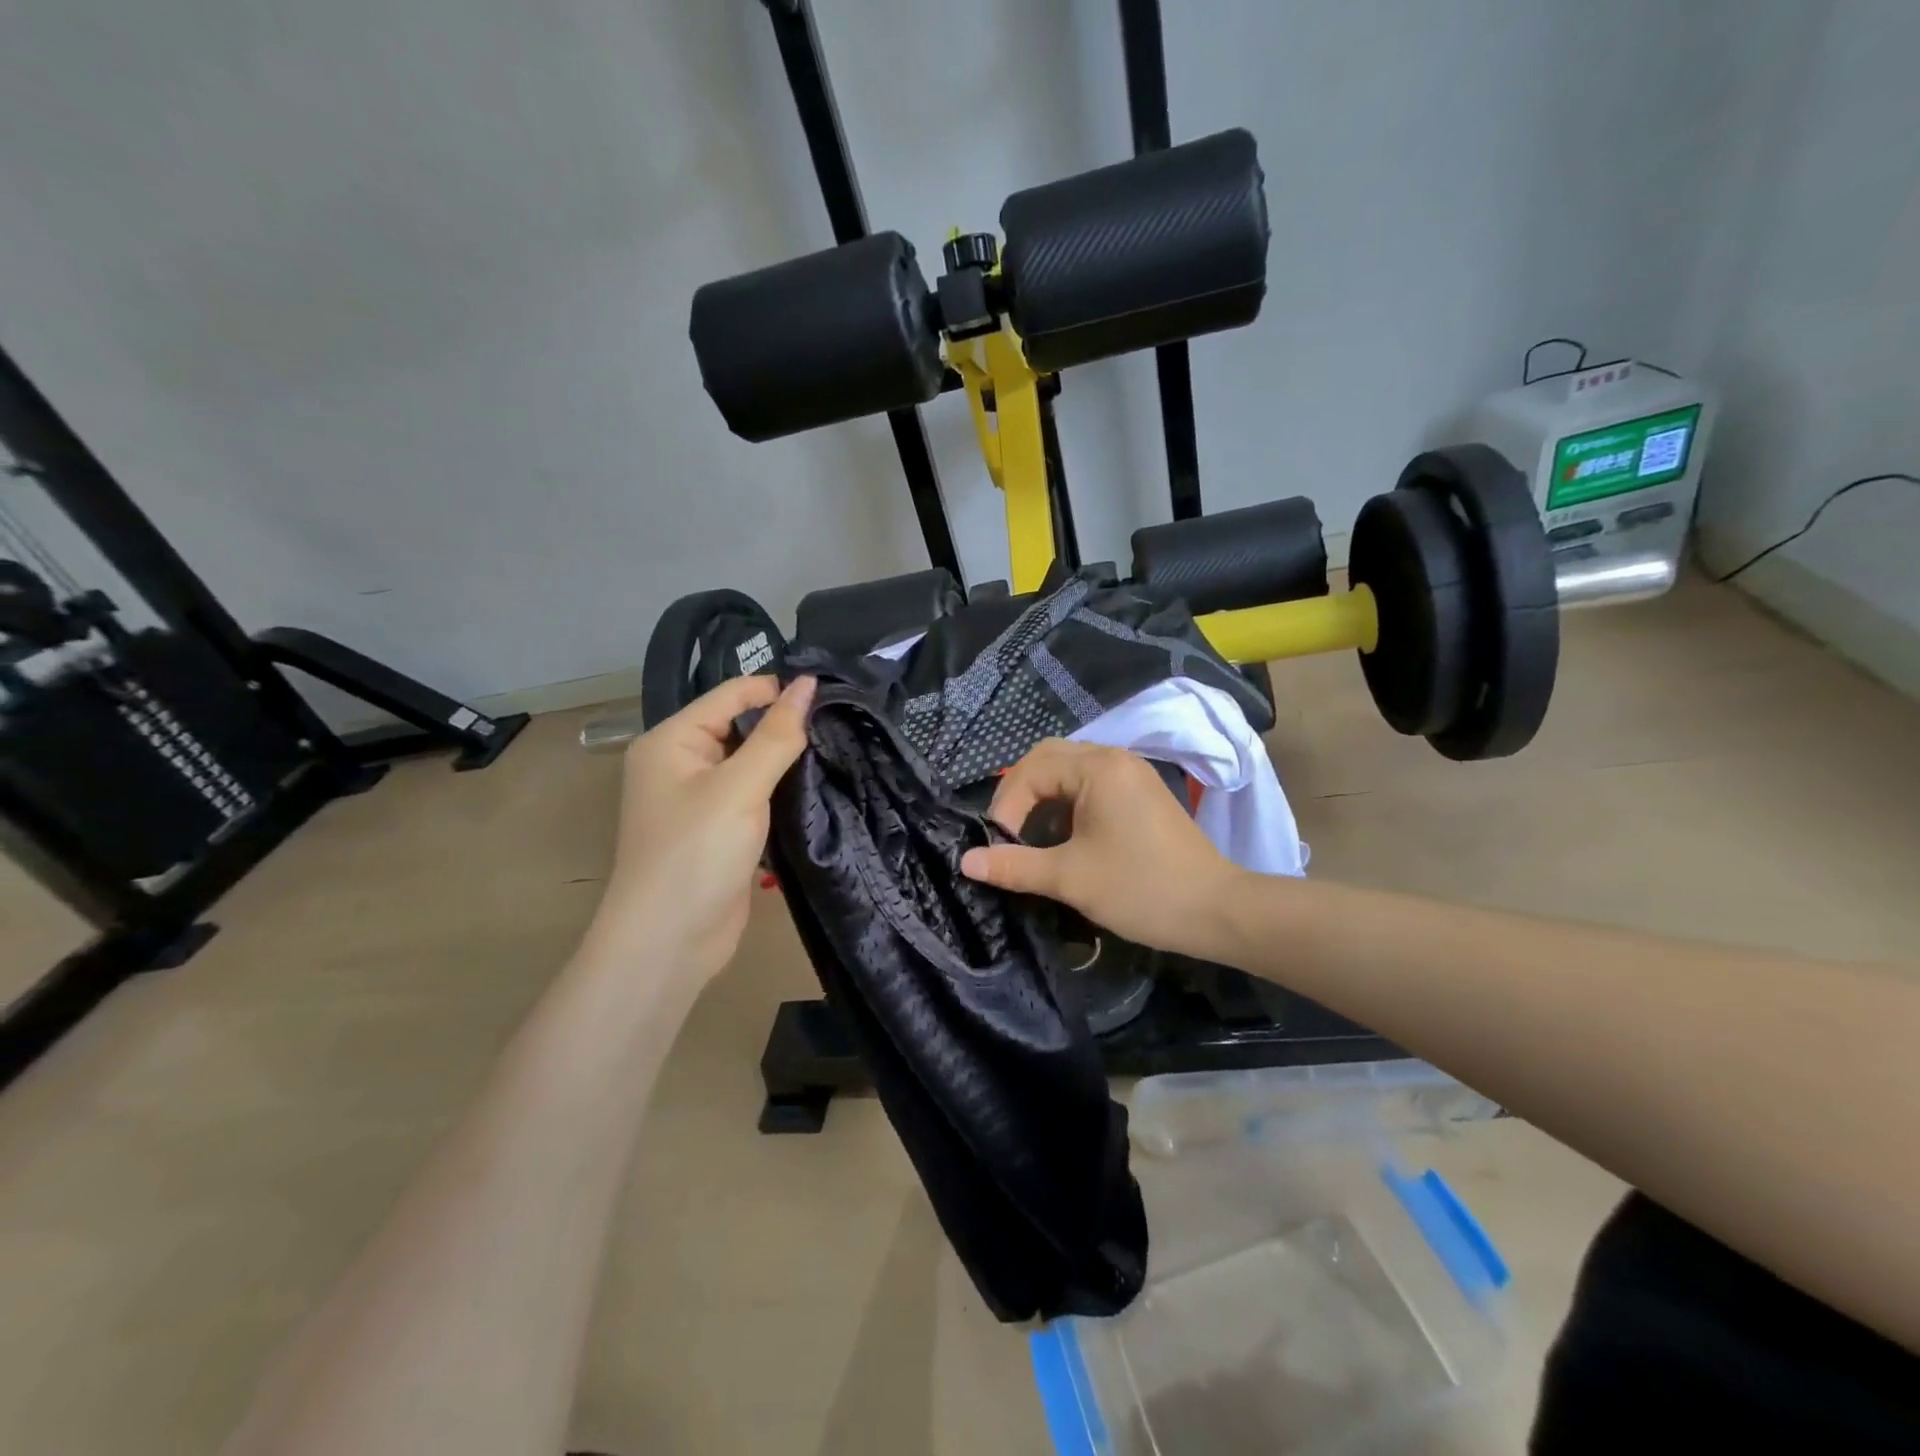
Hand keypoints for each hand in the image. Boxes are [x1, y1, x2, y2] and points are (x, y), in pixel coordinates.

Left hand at [592, 674, 815, 982]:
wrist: (669, 942)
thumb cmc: (696, 853)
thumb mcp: (740, 787)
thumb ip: (777, 735)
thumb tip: (808, 683)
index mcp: (672, 740)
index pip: (731, 695)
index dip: (777, 690)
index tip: (831, 696)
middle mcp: (680, 763)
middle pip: (740, 727)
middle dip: (784, 726)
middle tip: (839, 725)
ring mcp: (698, 799)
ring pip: (749, 763)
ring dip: (785, 761)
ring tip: (836, 750)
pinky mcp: (718, 830)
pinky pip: (752, 795)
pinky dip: (779, 790)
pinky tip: (815, 787)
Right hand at [960, 739, 1240, 957]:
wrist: (1217, 911)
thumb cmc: (1140, 888)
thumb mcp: (1070, 878)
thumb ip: (1014, 865)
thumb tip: (966, 861)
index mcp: (1098, 768)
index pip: (1031, 769)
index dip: (1006, 805)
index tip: (1000, 847)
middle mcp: (1115, 759)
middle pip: (1049, 759)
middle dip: (1020, 794)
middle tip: (1008, 834)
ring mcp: (1132, 774)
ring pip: (1070, 771)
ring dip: (1043, 798)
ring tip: (1031, 838)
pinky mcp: (1141, 794)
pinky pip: (1091, 784)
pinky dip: (1067, 804)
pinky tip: (1064, 838)